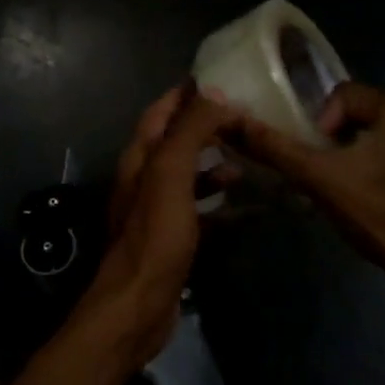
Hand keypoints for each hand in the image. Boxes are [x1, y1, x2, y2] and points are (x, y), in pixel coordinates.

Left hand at [71, 85, 237, 366]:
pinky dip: (218, 202)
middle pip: (175, 141)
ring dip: (213, 163)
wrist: (137, 305)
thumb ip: (190, 132)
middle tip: (243, 117)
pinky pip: (197, 209)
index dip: (185, 94)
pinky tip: (244, 206)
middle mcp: (144, 179)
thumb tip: (214, 94)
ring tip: (246, 158)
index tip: (219, 79)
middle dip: (205, 126)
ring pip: (187, 175)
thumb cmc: (154, 236)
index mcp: (140, 158)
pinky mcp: (171, 238)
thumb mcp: (171, 175)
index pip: (160, 112)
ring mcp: (156, 210)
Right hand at [224, 81, 384, 305]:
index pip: (341, 95)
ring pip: (372, 140)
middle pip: (355, 117)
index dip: (318, 125)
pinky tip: (364, 203)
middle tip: (319, 176)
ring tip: (336, 192)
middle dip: (331, 144)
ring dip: (348, 159)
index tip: (316, 159)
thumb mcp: (319, 178)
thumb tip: (232, 122)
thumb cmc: (379, 215)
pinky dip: (370, 173)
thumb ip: (275, 148)